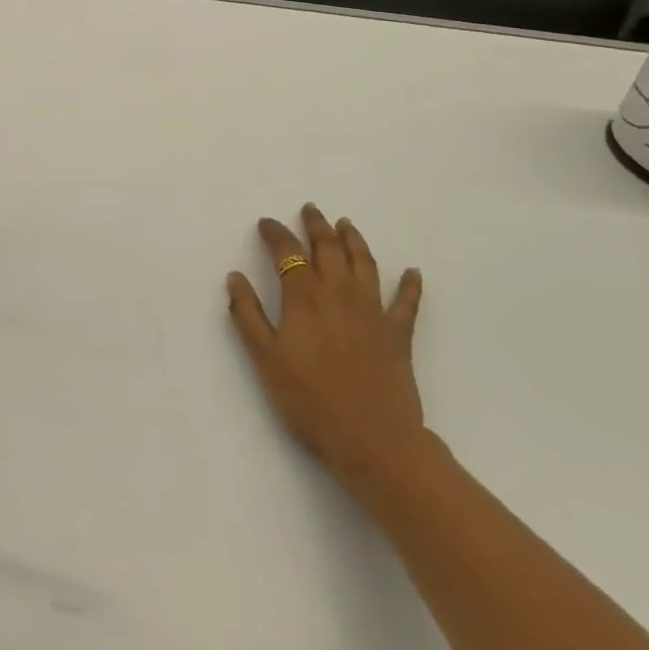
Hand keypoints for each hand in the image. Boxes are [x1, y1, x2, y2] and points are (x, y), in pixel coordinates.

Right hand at [227, 205, 430, 502]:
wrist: (372, 439)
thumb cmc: (310, 400)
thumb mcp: (265, 359)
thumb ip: (248, 315)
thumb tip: (235, 277)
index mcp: (304, 297)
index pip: (287, 252)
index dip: (276, 233)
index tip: (267, 223)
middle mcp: (339, 292)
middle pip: (328, 247)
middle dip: (317, 225)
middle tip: (311, 210)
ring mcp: (372, 310)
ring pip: (364, 263)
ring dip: (354, 240)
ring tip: (347, 225)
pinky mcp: (398, 333)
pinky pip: (407, 302)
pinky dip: (410, 285)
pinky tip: (412, 272)